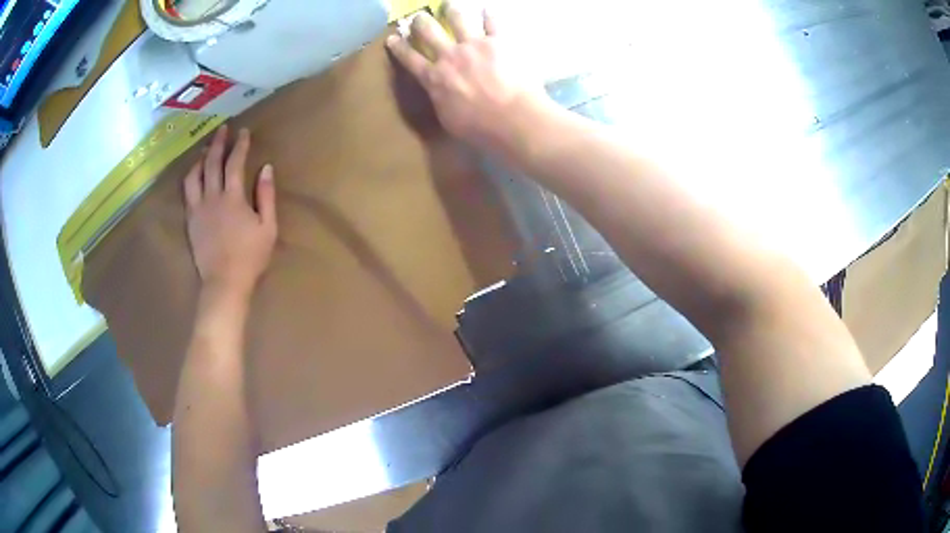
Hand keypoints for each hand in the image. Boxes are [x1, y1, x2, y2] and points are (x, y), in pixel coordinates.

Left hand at [184, 125, 276, 299]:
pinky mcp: (190, 220)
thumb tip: (266, 168)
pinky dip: (190, 177)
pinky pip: (187, 192)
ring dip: (200, 158)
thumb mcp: (268, 227)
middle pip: (211, 163)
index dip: (240, 145)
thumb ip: (266, 195)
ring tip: (204, 149)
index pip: (235, 163)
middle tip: (222, 129)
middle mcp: (212, 197)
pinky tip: (194, 173)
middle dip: (218, 143)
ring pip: (194, 175)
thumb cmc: (250, 257)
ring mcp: (198, 209)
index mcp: (233, 198)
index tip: (243, 131)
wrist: (224, 283)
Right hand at [386, 4, 545, 152]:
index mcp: (434, 78)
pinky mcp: (498, 41)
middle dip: (421, 23)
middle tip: (419, 17)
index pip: (410, 59)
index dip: (399, 47)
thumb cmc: (479, 129)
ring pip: (457, 19)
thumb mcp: (448, 119)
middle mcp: (449, 56)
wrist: (512, 118)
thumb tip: (439, 91)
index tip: (392, 38)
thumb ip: (441, 99)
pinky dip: (489, 15)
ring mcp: (474, 45)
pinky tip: (488, 10)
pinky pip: (492, 23)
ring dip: (451, 11)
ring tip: (449, 5)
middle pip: (429, 32)